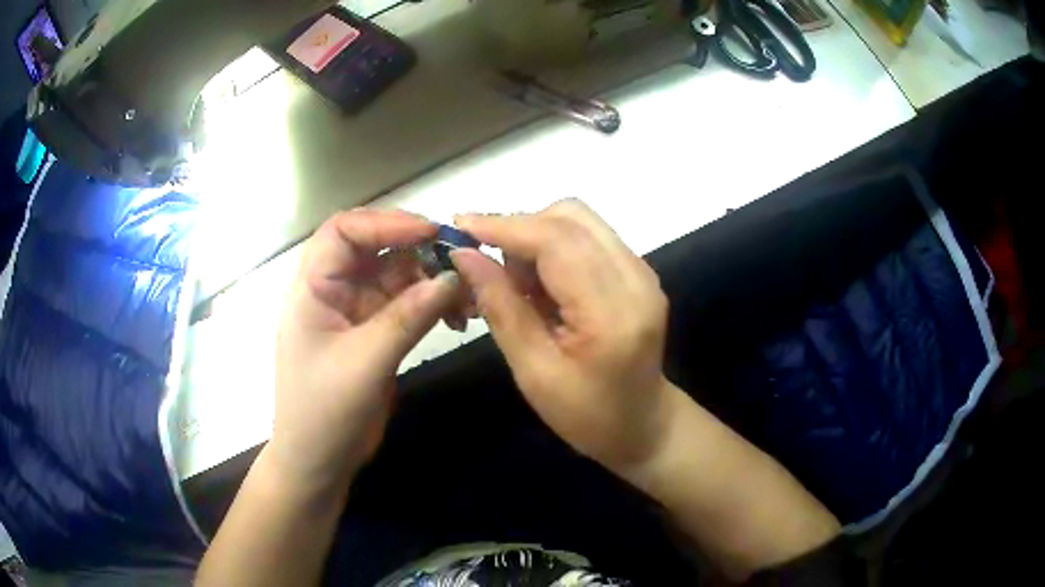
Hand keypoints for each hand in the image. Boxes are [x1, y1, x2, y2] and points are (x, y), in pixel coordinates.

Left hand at [270, 209, 463, 494]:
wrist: (320, 462)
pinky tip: (456, 318)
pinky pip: (407, 304)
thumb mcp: (365, 363)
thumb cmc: (325, 412)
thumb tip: (452, 277)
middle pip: (374, 248)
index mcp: (312, 287)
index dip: (385, 222)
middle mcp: (333, 290)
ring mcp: (356, 311)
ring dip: (431, 280)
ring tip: (466, 298)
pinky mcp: (375, 333)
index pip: (343, 232)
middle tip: (458, 261)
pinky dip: (432, 305)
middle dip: (416, 249)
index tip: (430, 232)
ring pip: (396, 276)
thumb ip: (407, 317)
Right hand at [450, 200, 674, 475]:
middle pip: (570, 218)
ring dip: (536, 237)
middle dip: (519, 229)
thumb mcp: (533, 372)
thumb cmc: (587, 415)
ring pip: (579, 221)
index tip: (459, 226)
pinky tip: (542, 284)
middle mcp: (636, 278)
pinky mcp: (638, 271)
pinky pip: (589, 237)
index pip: (556, 242)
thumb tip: (464, 255)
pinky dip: (555, 247)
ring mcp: (642, 271)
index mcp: (613, 312)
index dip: (505, 226)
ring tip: (517, 282)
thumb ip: (501, 307)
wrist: (643, 424)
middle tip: (488, 265)